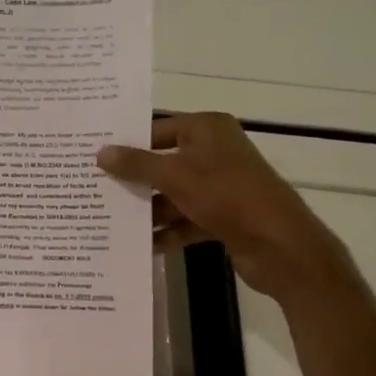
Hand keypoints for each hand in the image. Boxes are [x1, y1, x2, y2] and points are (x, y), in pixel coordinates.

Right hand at [97, 112, 350, 301]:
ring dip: (148, 210)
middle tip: (95, 191)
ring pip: (173, 194)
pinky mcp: (223, 216)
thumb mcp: (174, 176)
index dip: (128, 145)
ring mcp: (220, 186)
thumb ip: (136, 164)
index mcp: (207, 129)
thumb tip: (100, 152)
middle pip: (163, 163)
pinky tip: (141, 245)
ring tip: (110, 222)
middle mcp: (214, 152)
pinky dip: (167, 231)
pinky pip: (186, 219)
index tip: (95, 160)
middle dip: (133, 180)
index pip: (157, 129)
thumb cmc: (226, 196)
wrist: (281, 246)